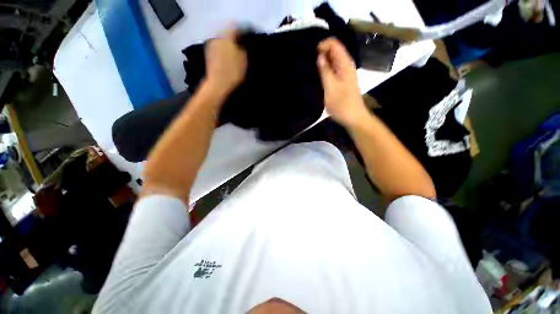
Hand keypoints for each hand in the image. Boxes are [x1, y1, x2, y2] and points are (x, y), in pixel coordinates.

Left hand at [204, 28, 247, 94]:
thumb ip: (242, 49)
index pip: (234, 28)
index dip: (241, 31)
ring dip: (227, 46)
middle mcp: (217, 38)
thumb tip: (240, 43)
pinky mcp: (208, 55)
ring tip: (233, 54)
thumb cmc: (233, 72)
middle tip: (239, 47)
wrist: (218, 84)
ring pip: (221, 42)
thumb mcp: (243, 61)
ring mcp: (211, 46)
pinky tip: (225, 60)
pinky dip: (222, 52)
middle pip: (226, 34)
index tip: (245, 37)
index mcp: (227, 38)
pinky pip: (217, 49)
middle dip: (233, 39)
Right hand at [317, 38, 367, 126]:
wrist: (353, 118)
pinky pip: (334, 70)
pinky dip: (326, 69)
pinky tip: (319, 75)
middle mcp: (346, 66)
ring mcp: (345, 74)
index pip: (335, 44)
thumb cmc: (342, 104)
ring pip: (333, 61)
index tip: (312, 53)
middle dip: (322, 52)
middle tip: (309, 62)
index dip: (323, 45)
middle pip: (334, 51)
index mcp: (345, 64)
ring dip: (323, 61)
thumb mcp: (330, 88)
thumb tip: (320, 56)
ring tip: (312, 68)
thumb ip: (325, 71)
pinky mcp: (343, 81)